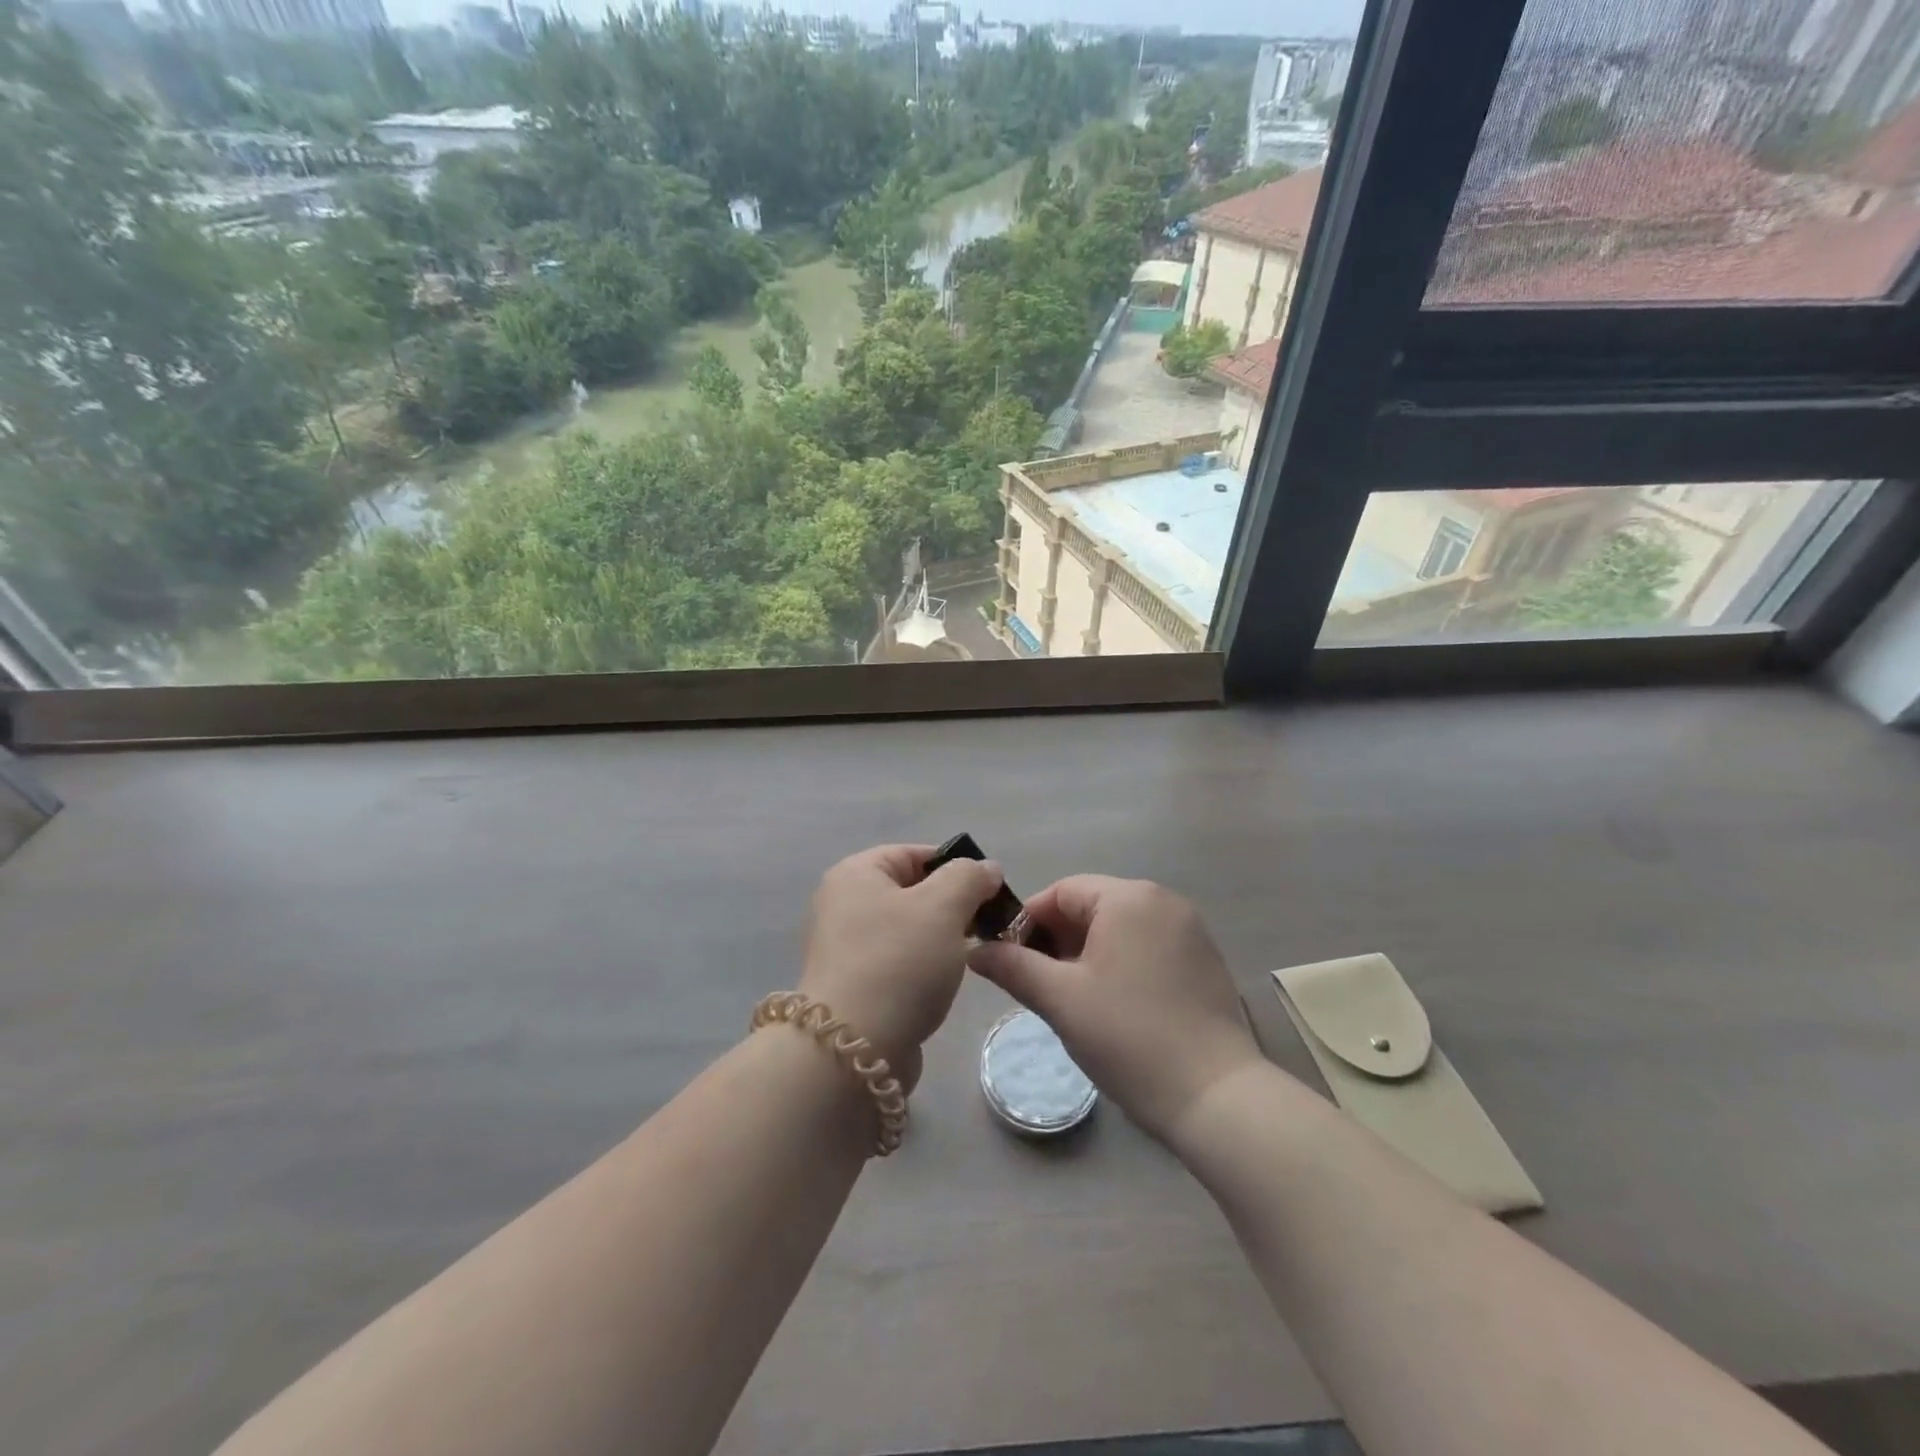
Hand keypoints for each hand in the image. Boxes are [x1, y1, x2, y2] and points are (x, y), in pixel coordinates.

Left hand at [799, 844, 1002, 1092]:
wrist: (852, 1051)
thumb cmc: (898, 963)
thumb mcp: (943, 906)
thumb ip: (970, 877)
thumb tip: (986, 869)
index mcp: (855, 873)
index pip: (913, 854)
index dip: (955, 867)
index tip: (988, 893)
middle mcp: (842, 904)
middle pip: (911, 891)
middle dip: (951, 906)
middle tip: (984, 926)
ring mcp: (844, 947)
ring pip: (907, 929)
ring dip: (940, 940)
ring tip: (969, 957)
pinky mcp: (852, 985)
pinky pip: (897, 962)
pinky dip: (922, 968)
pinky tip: (942, 985)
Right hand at [968, 876, 1262, 1142]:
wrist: (1216, 1097)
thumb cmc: (1128, 1037)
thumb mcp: (1060, 999)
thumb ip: (1013, 966)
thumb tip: (976, 951)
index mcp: (1129, 898)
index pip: (1062, 892)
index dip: (1028, 922)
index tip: (1008, 960)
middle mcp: (1163, 901)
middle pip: (1092, 906)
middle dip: (1057, 940)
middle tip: (1037, 984)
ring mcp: (1189, 930)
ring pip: (1119, 929)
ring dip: (1087, 954)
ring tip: (1070, 998)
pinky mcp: (1204, 960)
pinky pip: (1147, 946)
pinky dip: (1120, 964)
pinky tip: (1113, 1006)